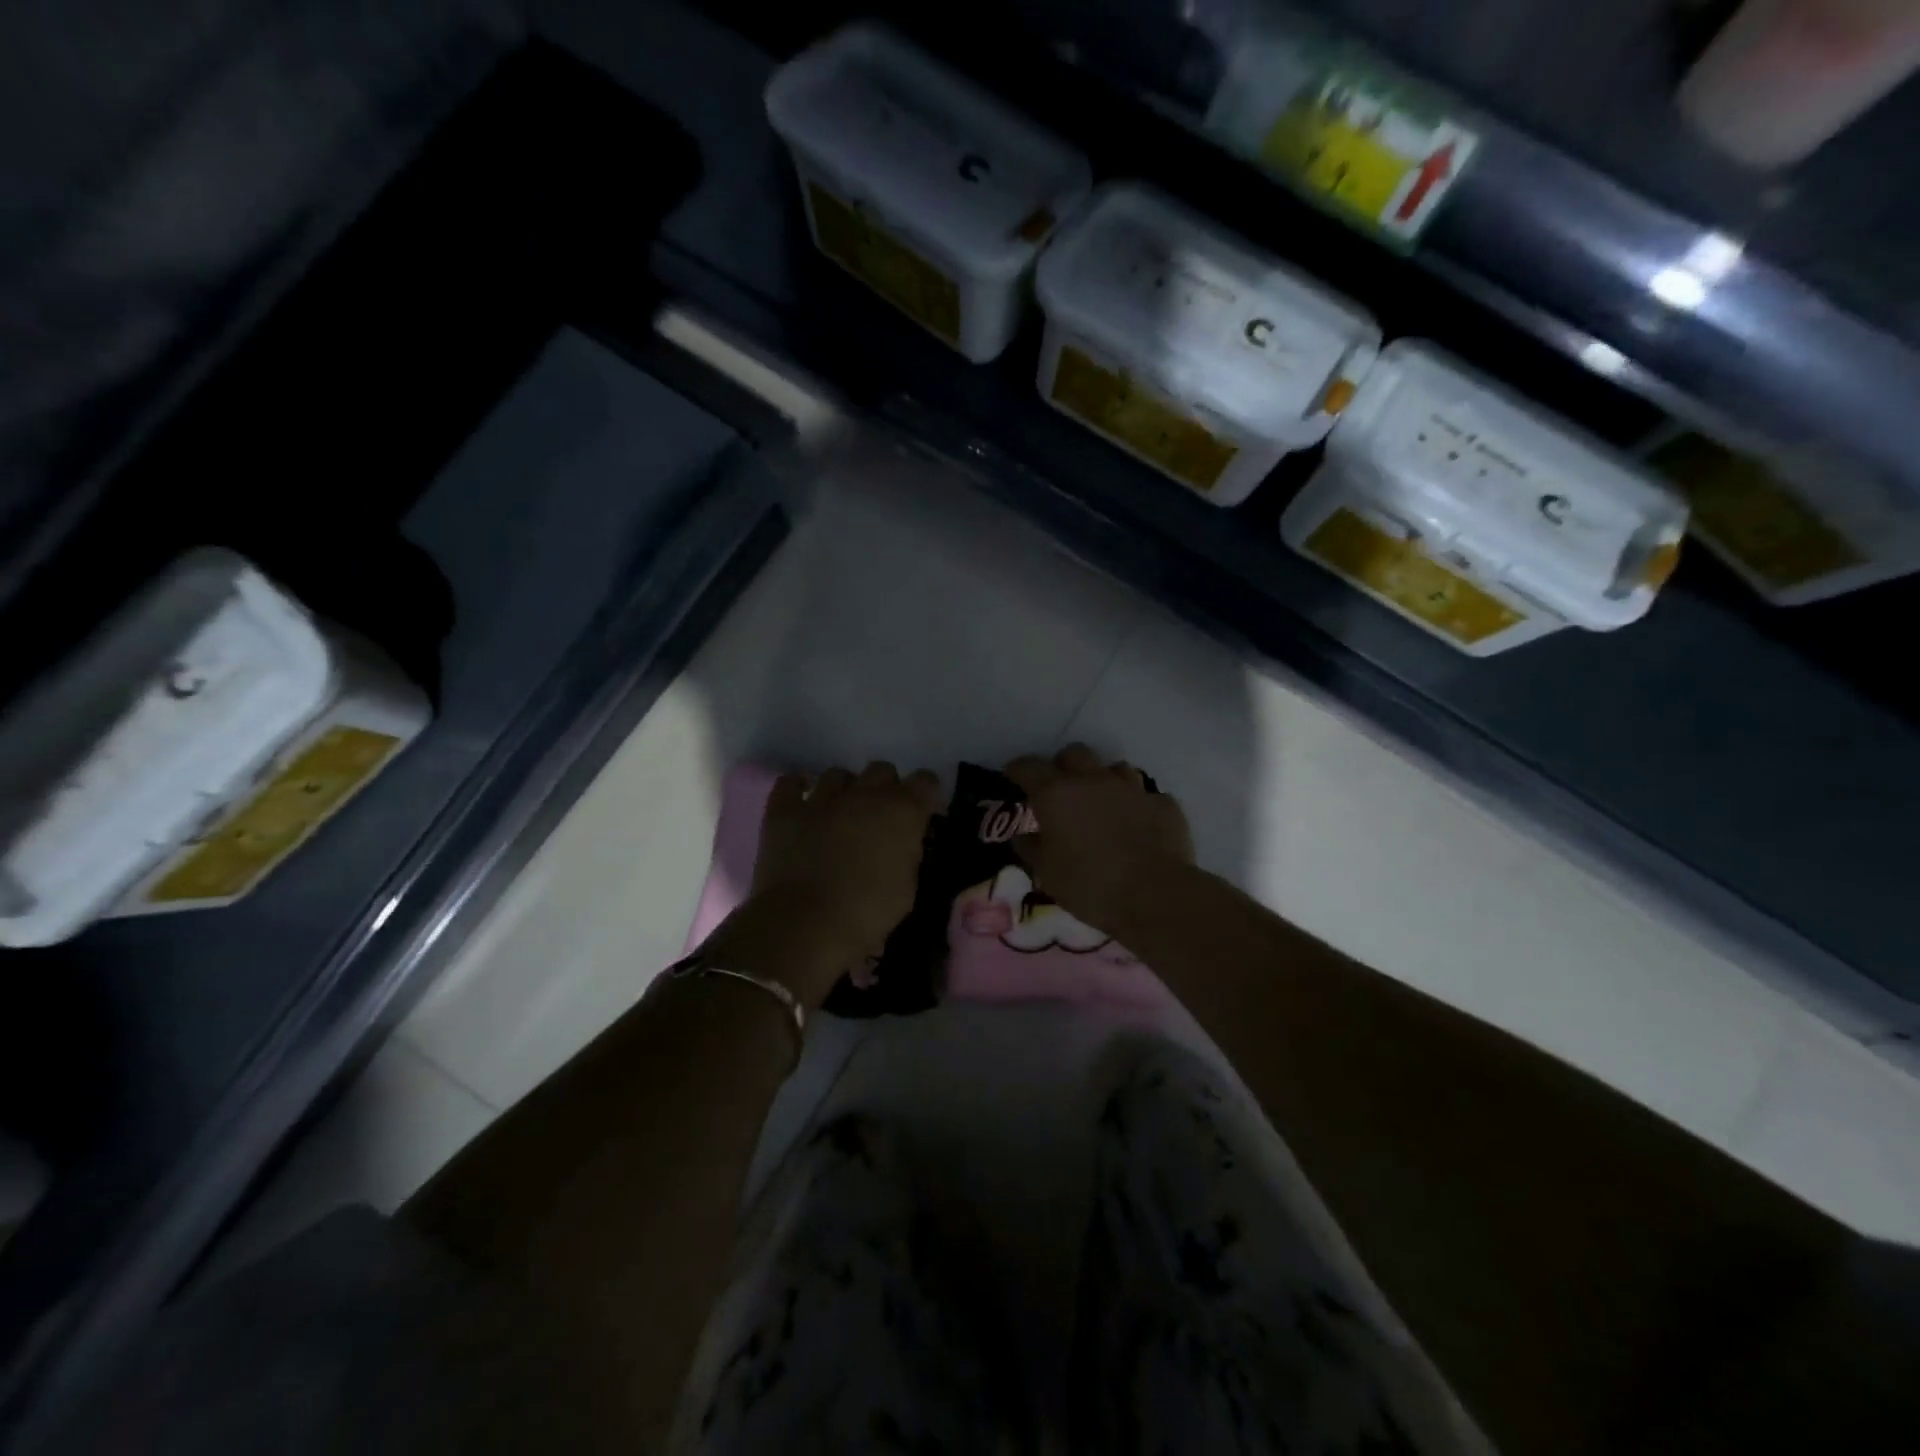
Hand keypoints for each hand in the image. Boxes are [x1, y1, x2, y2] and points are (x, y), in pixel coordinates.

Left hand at [742, 762, 942, 993]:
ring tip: (839, 814)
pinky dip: (797, 789)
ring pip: (838, 774)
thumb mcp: (907, 889)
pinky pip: (790, 783)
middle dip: (884, 788)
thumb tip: (902, 845)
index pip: (926, 781)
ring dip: (844, 790)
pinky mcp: (785, 809)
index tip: (922, 813)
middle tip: (879, 817)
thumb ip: (908, 855)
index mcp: (902, 811)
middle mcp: (865, 794)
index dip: (925, 795)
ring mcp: (822, 798)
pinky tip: (802, 804)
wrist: (806, 924)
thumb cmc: (867, 913)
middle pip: (881, 770)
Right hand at [1003, 744, 1194, 933]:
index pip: (1028, 766)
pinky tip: (1137, 825)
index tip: (1013, 776)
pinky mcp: (1163, 804)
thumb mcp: (1046, 873)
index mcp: (1056, 793)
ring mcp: (1132, 788)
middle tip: (1060, 790)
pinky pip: (1145, 796)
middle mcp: (1093, 780)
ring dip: (1103, 781)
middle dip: (1063, 766)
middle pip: (1074, 753)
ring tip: (1102, 805)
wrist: (1154, 896)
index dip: (1017, 769)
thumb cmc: (1089, 885)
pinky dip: (1137, 806)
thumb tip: (1023, 837)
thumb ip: (1030, 848)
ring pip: (1114, 768)